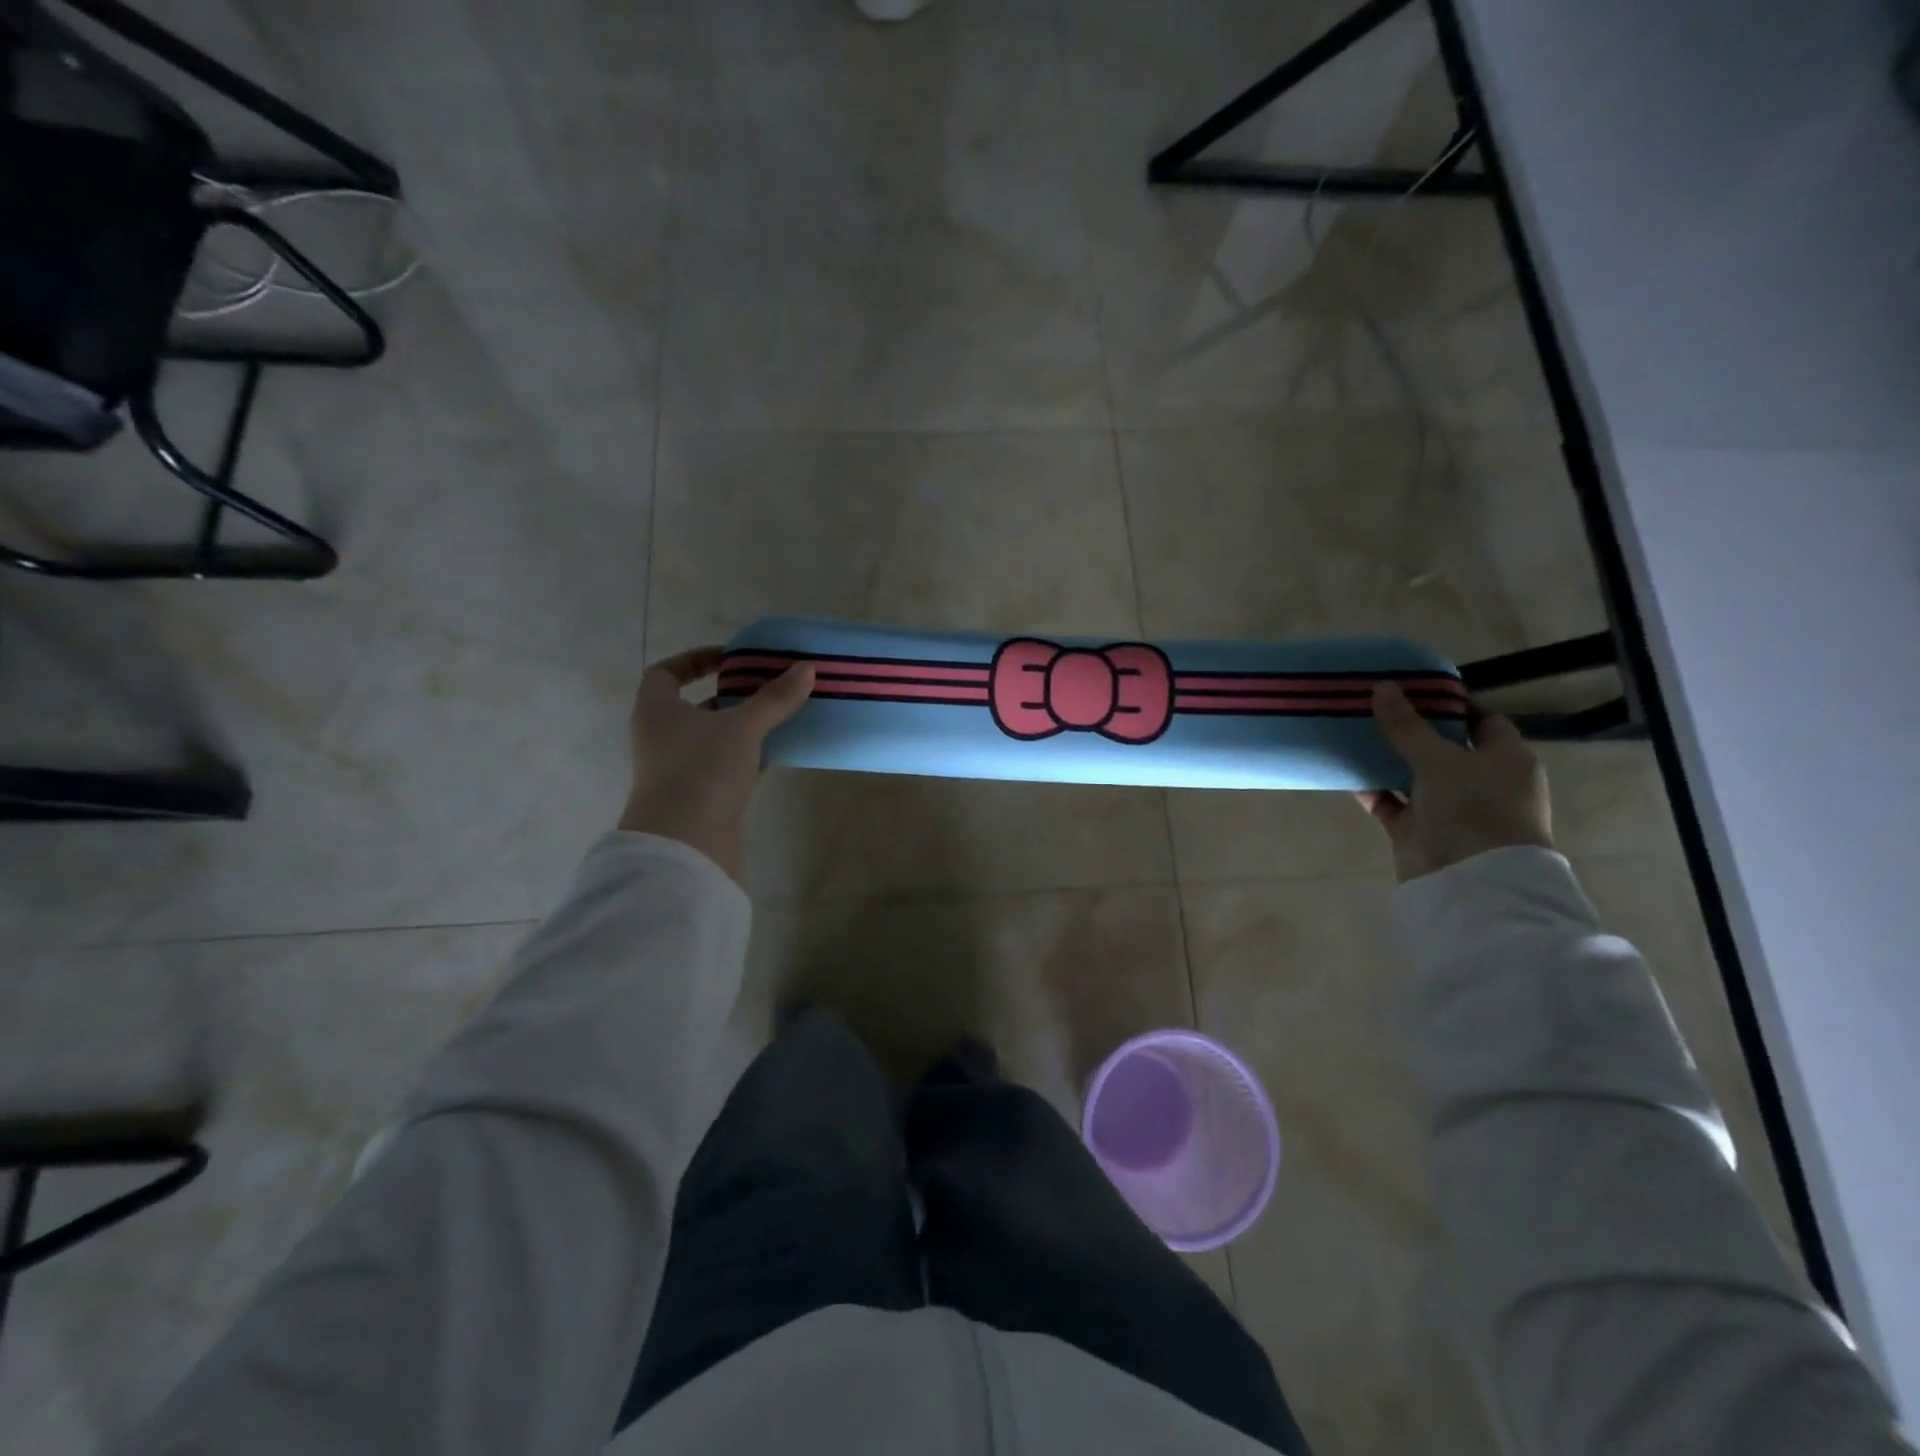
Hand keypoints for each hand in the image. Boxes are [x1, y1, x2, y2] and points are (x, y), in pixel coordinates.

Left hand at [618, 647, 814, 881]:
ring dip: (741, 727)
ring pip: (711, 738)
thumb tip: (807, 668)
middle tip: (765, 687)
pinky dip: (747, 756)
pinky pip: (723, 766)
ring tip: (779, 717)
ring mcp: (677, 769)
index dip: (695, 660)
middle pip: (692, 706)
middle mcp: (660, 736)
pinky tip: (777, 753)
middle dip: (728, 696)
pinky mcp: (698, 796)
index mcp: (656, 710)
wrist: (685, 843)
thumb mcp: (743, 726)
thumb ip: (775, 698)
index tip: (731, 658)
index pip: (666, 672)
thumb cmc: (702, 770)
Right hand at [1356, 681, 1552, 882]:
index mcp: (1505, 759)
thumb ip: (1407, 725)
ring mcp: (1449, 808)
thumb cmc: (1473, 808)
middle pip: (1442, 747)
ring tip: (1352, 733)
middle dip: (1410, 729)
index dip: (1451, 704)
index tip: (1413, 689)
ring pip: (1413, 775)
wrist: (1471, 881)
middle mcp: (1481, 781)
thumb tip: (1382, 687)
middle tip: (1373, 706)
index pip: (1482, 721)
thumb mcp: (1439, 758)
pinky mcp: (1419, 830)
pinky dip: (1372, 789)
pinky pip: (1391, 802)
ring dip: (1386, 759)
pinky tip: (1346, 771)